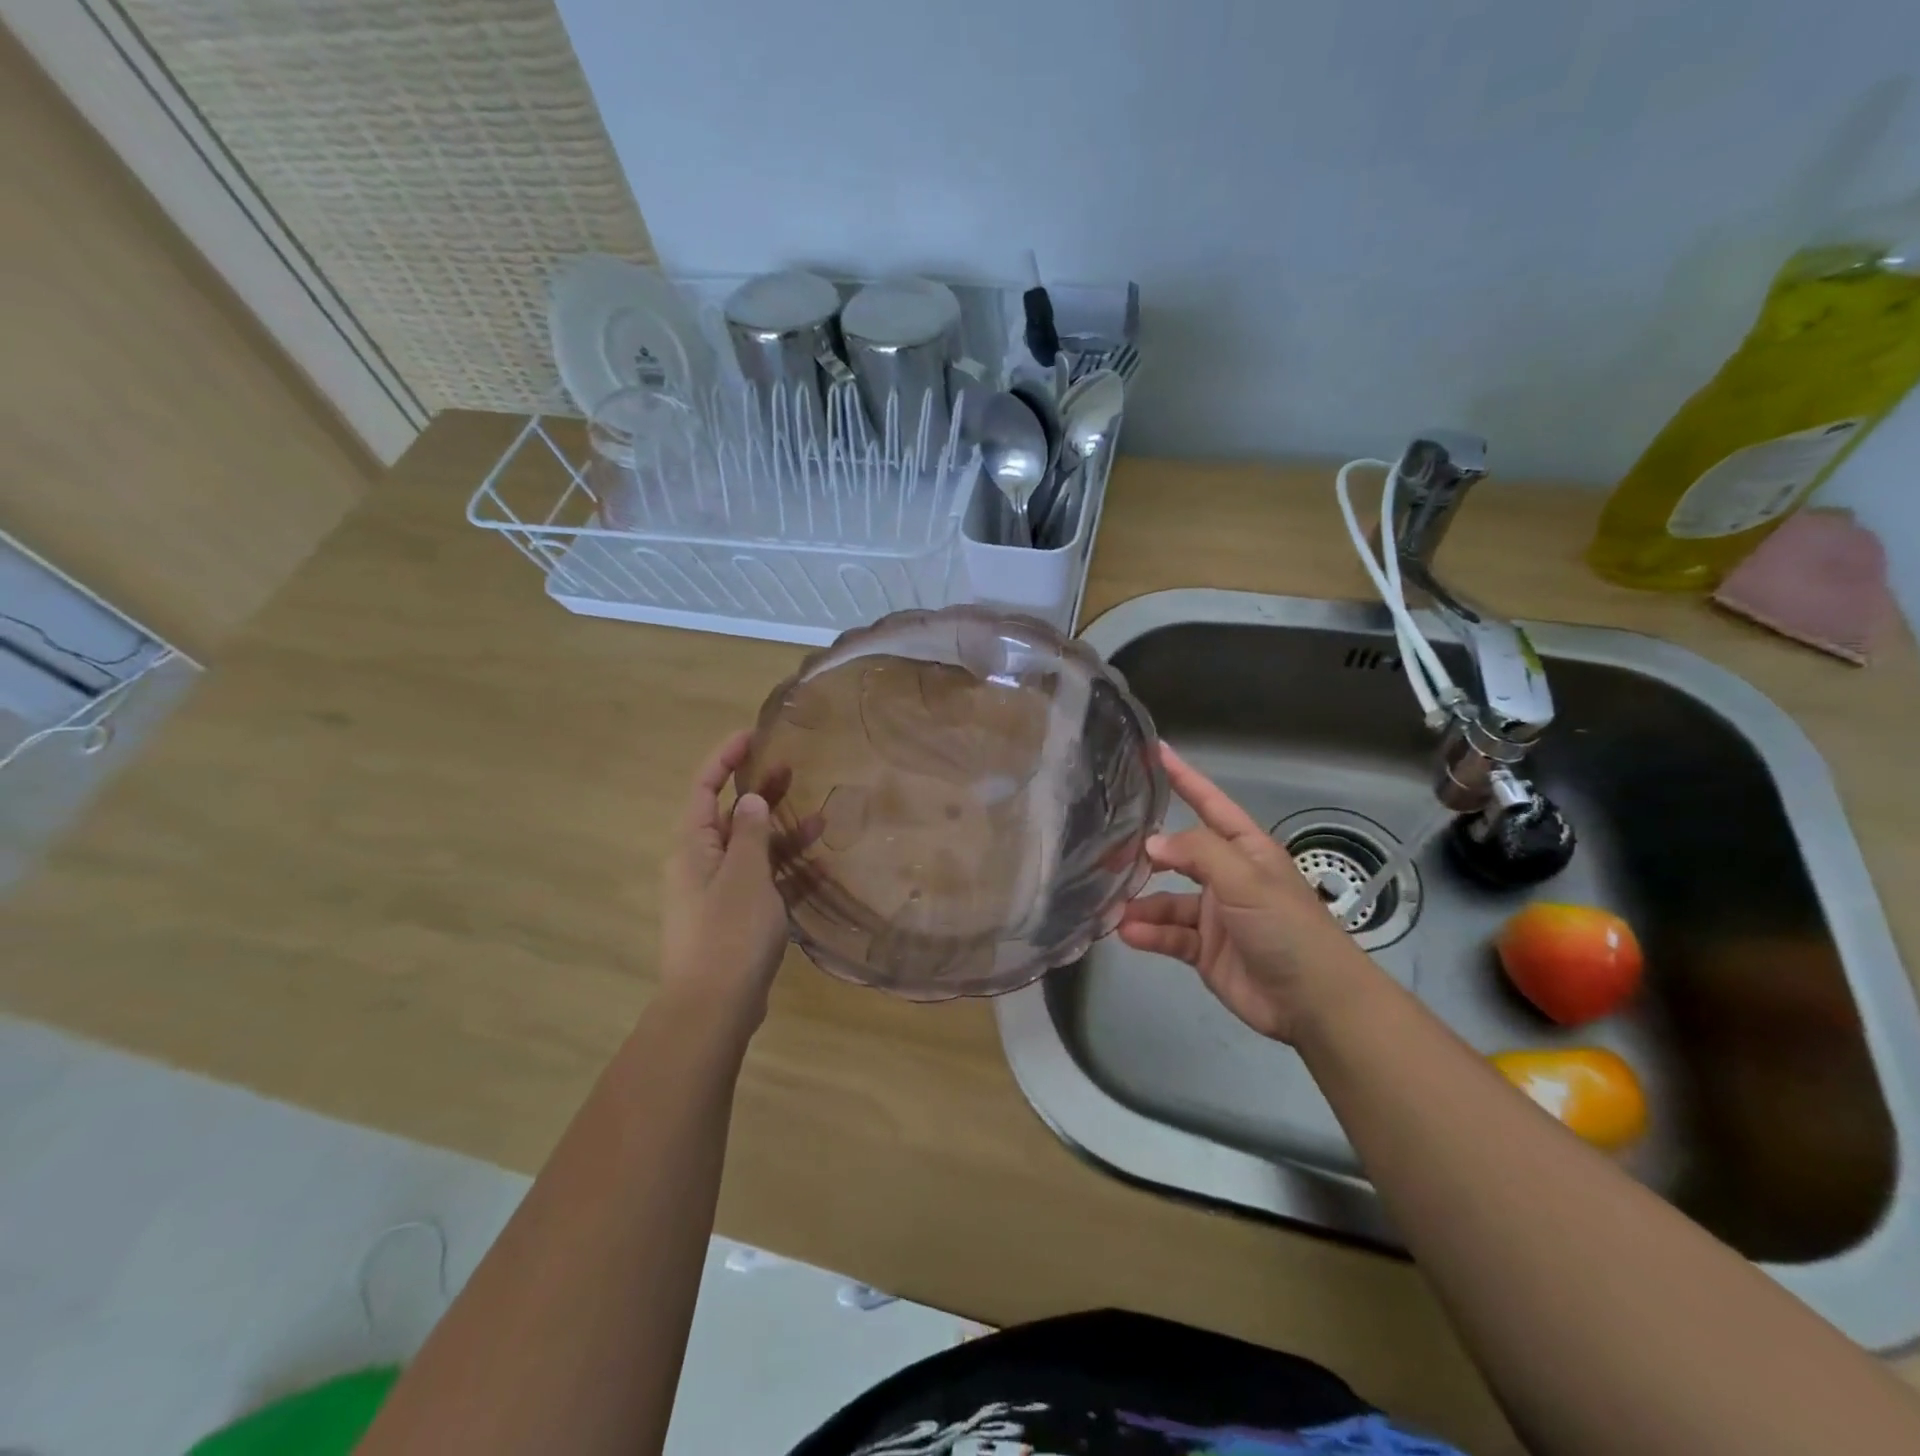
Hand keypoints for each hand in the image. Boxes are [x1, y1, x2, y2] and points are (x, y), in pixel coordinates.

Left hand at [659, 730, 792, 1031]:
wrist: (714, 1008)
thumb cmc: (729, 933)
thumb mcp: (745, 876)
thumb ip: (750, 833)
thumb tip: (749, 800)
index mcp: (693, 847)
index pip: (703, 788)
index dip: (725, 758)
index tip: (753, 735)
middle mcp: (701, 865)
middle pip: (730, 816)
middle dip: (760, 792)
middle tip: (793, 768)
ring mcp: (719, 894)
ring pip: (752, 850)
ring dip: (782, 833)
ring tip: (821, 817)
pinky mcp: (737, 919)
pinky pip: (764, 883)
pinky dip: (787, 871)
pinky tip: (819, 866)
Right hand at [1117, 744, 1379, 1043]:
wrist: (1315, 1002)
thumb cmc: (1286, 927)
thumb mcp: (1245, 879)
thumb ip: (1198, 853)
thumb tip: (1151, 843)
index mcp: (1246, 850)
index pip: (1210, 804)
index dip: (1185, 778)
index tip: (1156, 751)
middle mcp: (1227, 877)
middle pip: (1179, 855)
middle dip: (1146, 854)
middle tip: (1106, 852)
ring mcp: (1215, 915)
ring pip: (1167, 900)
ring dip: (1142, 903)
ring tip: (1111, 907)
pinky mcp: (1205, 949)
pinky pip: (1169, 935)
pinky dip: (1148, 934)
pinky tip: (1127, 933)